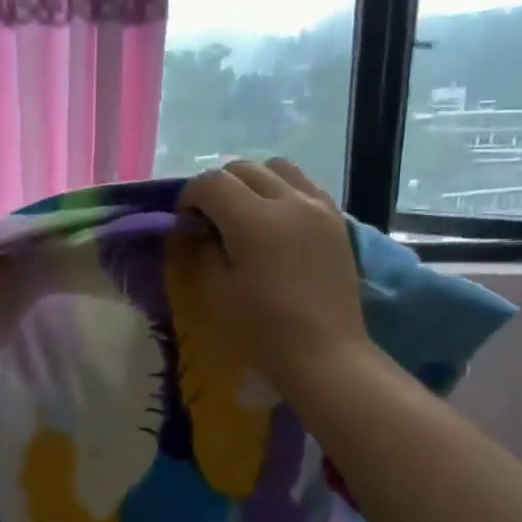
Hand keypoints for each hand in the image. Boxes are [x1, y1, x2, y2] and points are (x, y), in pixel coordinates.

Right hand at [177, 159, 369, 390]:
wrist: (324, 352)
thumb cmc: (262, 329)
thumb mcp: (217, 292)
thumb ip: (203, 250)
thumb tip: (200, 230)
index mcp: (254, 220)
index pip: (211, 183)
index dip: (189, 196)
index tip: (184, 221)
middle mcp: (288, 201)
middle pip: (243, 168)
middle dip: (218, 187)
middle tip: (209, 218)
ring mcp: (318, 206)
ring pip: (277, 168)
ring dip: (252, 182)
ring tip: (245, 213)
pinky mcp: (336, 219)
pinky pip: (304, 185)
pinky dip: (283, 191)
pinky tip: (276, 220)